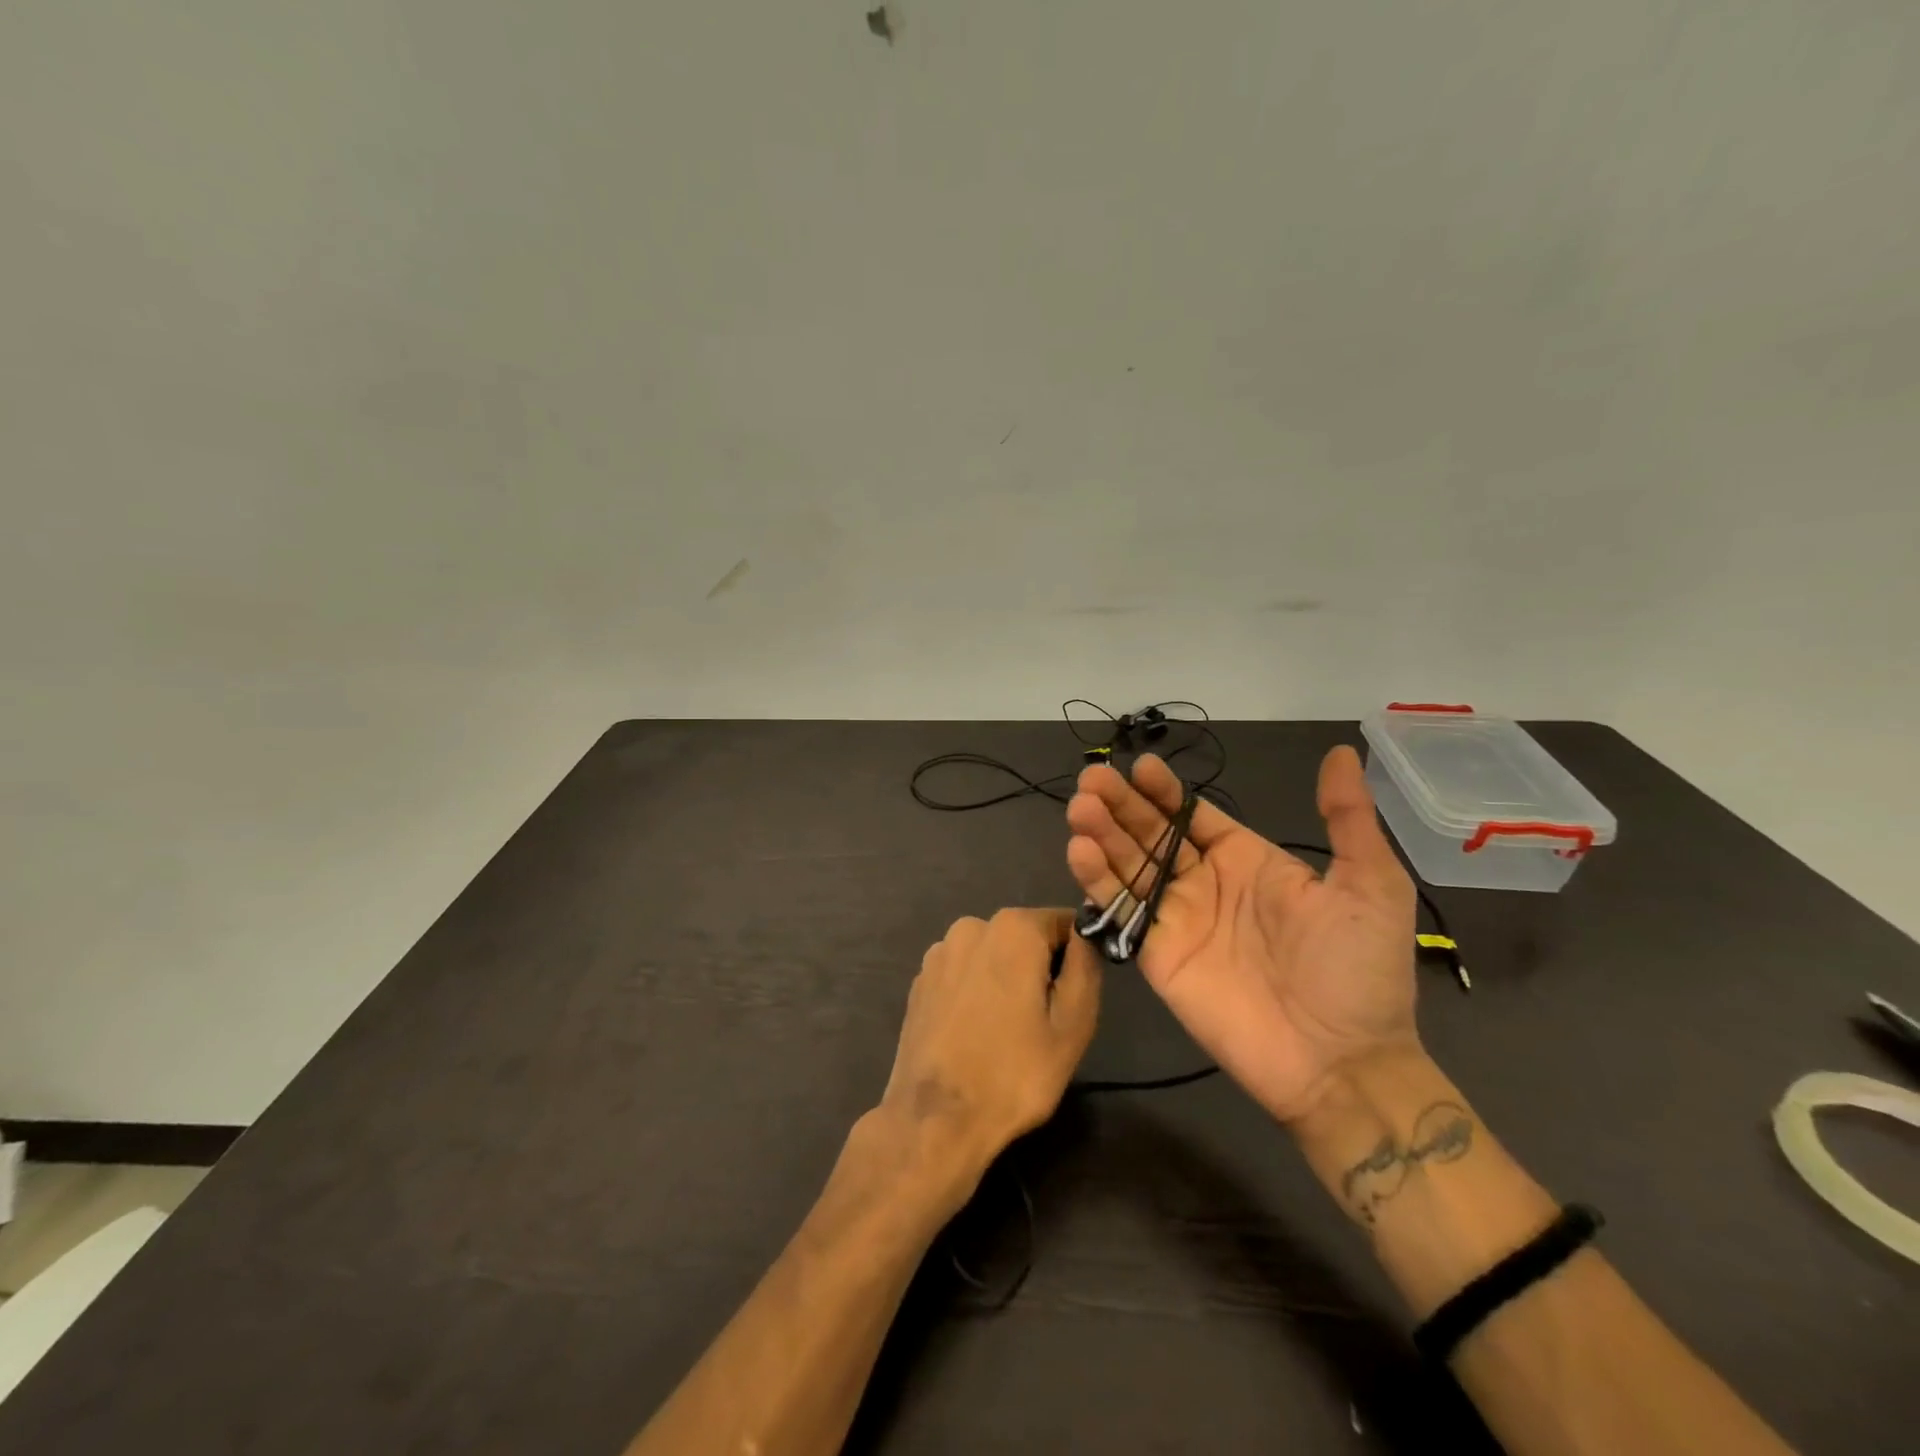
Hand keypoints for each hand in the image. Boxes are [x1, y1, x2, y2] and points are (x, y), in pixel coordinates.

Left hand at [879, 908, 1101, 1188]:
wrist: (936, 1119)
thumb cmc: (1015, 1073)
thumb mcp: (1074, 1024)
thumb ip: (1085, 967)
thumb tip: (1083, 937)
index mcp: (1013, 928)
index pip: (1062, 923)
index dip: (1075, 957)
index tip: (1072, 998)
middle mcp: (971, 926)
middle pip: (1024, 937)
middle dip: (1038, 969)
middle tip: (1042, 1022)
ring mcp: (939, 952)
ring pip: (991, 955)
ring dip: (1004, 980)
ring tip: (1005, 1031)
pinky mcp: (920, 980)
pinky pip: (963, 974)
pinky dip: (974, 992)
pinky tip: (973, 1033)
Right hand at [1065, 746, 1418, 1123]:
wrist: (1341, 1063)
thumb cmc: (1359, 971)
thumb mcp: (1370, 884)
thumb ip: (1347, 818)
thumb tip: (1342, 752)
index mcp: (1246, 860)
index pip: (1191, 814)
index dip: (1164, 791)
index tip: (1140, 767)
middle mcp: (1204, 882)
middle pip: (1151, 833)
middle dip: (1121, 804)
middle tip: (1093, 778)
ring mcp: (1176, 918)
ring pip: (1128, 865)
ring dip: (1101, 834)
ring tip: (1080, 808)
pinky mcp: (1155, 954)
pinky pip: (1121, 911)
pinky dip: (1097, 881)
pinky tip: (1079, 850)